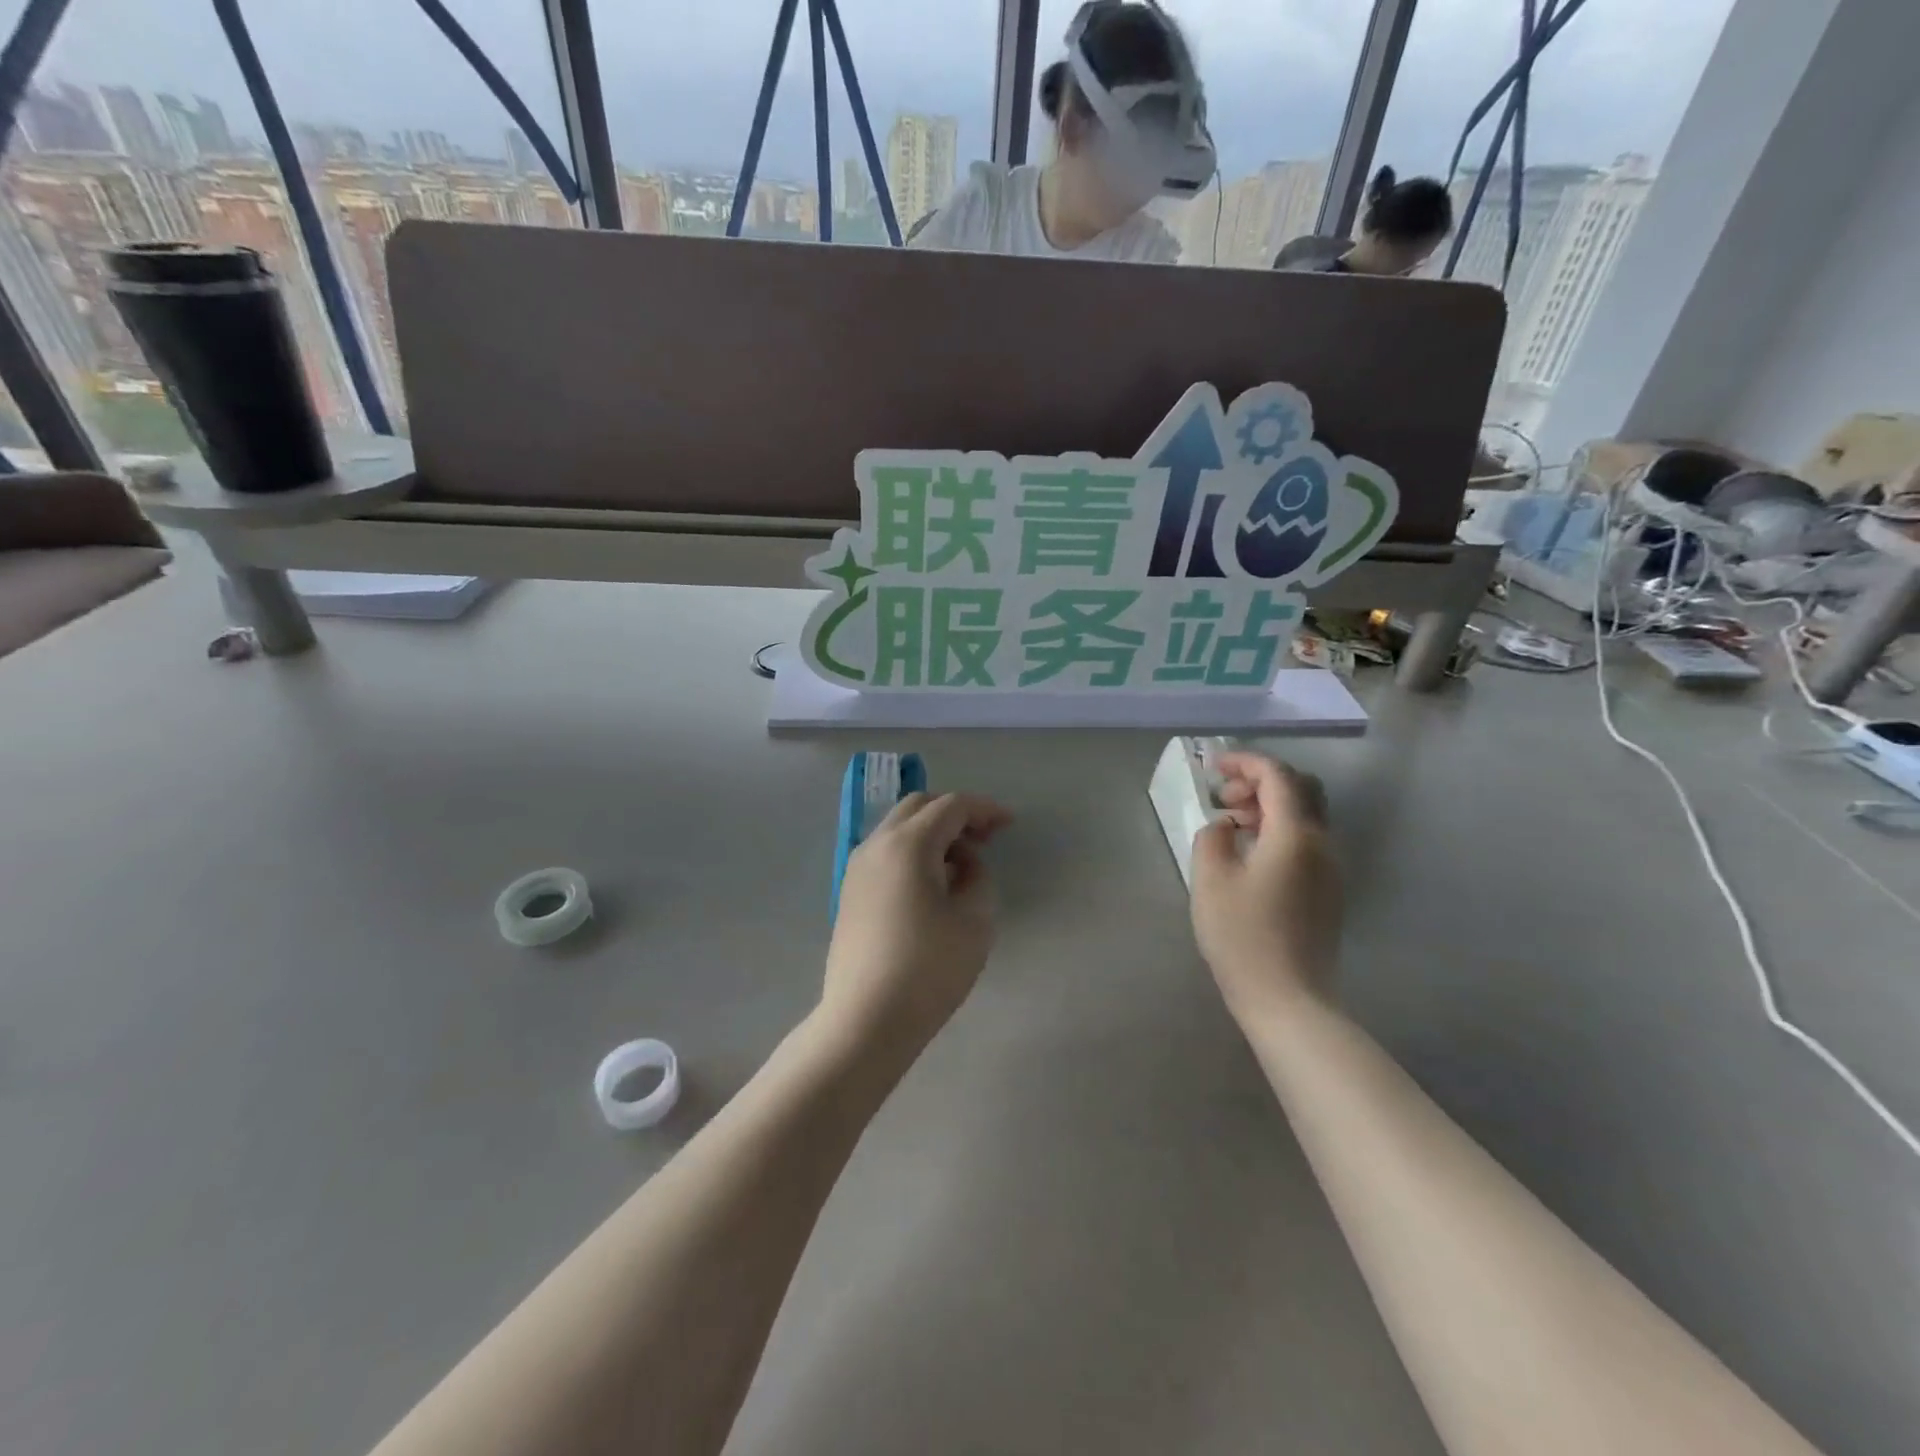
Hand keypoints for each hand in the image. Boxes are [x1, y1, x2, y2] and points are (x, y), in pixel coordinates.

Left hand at [821, 792, 1011, 1058]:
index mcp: (907, 844)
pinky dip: (913, 851)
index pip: (951, 806)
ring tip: (961, 863)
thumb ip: (977, 876)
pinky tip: (932, 883)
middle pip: (919, 806)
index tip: (1009, 824)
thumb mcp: (975, 920)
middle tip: (985, 839)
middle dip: (955, 813)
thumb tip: (962, 863)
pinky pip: (886, 853)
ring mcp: (857, 868)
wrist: (866, 1019)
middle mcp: (876, 845)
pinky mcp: (850, 892)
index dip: (984, 809)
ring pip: (898, 828)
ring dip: (932, 832)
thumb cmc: (928, 968)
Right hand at [1190, 751, 1342, 1020]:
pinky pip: (1307, 842)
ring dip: (1269, 807)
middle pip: (1302, 789)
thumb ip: (1213, 838)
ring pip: (1306, 816)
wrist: (1289, 999)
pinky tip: (1250, 854)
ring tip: (1231, 825)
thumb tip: (1224, 826)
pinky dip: (1279, 830)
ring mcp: (1330, 869)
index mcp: (1295, 835)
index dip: (1245, 763)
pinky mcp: (1328, 891)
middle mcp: (1322, 844)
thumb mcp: (1210, 881)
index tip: (1213, 767)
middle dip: (1261, 781)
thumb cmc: (1243, 937)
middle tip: (1223, 798)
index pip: (1278, 777)